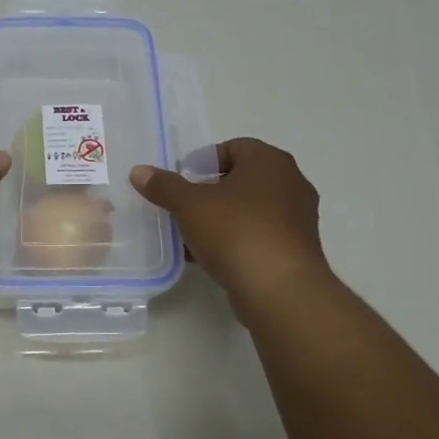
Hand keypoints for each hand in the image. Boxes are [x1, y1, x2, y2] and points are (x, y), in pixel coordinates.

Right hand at [131, 138, 334, 311]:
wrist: (280, 290)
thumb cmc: (236, 232)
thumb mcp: (190, 205)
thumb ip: (164, 186)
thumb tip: (139, 171)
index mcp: (270, 161)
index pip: (232, 148)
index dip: (203, 162)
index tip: (182, 182)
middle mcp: (291, 182)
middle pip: (241, 179)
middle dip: (209, 192)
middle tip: (183, 207)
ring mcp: (298, 218)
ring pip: (250, 210)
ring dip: (221, 219)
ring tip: (191, 235)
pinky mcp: (297, 249)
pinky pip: (259, 235)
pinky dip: (236, 240)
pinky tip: (210, 257)